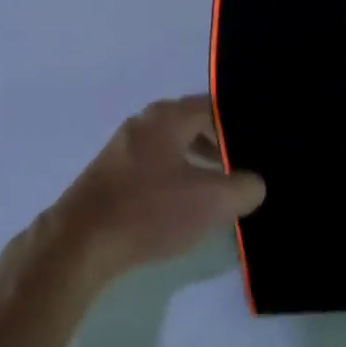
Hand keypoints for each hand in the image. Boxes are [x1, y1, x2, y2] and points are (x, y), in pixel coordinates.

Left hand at [43, 97, 266, 286]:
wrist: (82, 240)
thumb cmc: (150, 210)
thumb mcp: (211, 201)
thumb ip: (243, 187)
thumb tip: (253, 182)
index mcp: (167, 117)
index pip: (214, 106)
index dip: (241, 123)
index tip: (262, 143)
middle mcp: (143, 123)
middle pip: (192, 124)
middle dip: (222, 144)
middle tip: (249, 167)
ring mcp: (123, 148)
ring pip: (173, 147)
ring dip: (200, 163)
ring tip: (224, 189)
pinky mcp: (112, 175)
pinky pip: (155, 167)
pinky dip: (177, 178)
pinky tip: (187, 205)